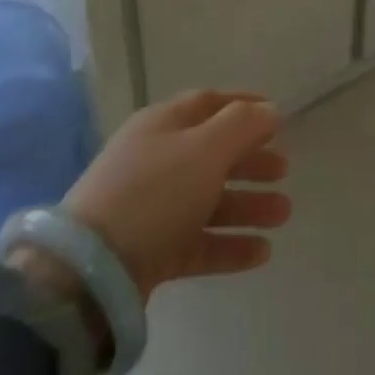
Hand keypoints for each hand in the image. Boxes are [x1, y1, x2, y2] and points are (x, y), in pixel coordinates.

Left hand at [62, 89, 291, 299]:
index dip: (244, 105)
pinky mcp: (150, 253)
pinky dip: (229, 244)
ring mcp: (152, 209)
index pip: (209, 103)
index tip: (277, 116)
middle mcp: (157, 160)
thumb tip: (270, 110)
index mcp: (164, 124)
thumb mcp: (205, 149)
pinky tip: (262, 253)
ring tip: (284, 214)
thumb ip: (243, 126)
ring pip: (209, 200)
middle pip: (212, 153)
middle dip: (250, 161)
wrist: (89, 272)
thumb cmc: (154, 193)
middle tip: (285, 170)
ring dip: (247, 204)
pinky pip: (198, 242)